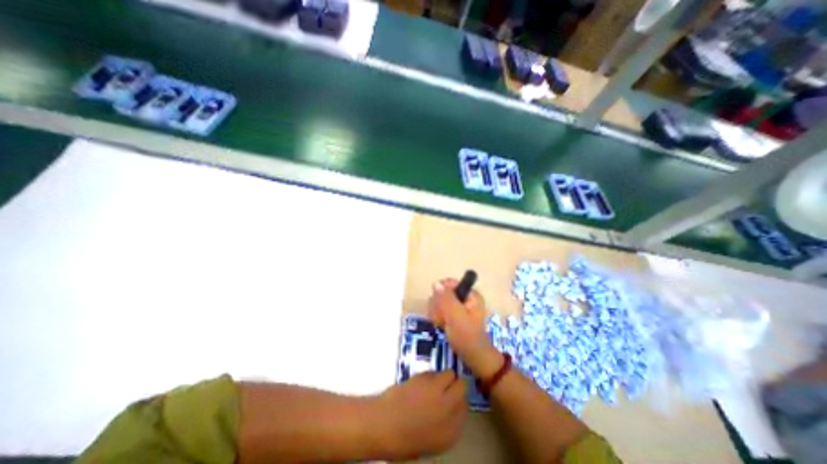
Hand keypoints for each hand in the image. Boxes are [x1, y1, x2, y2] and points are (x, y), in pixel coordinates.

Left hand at [369, 370, 462, 457]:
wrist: (384, 424)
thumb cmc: (405, 438)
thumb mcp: (432, 439)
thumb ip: (447, 423)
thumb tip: (451, 407)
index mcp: (452, 431)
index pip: (465, 407)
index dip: (458, 401)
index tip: (451, 399)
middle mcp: (449, 408)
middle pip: (462, 386)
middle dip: (455, 385)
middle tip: (445, 388)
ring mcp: (438, 391)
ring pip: (450, 373)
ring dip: (443, 377)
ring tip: (432, 384)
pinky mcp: (426, 377)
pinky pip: (434, 371)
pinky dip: (430, 375)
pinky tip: (420, 383)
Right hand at [430, 280, 499, 380]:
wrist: (471, 357)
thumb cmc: (467, 336)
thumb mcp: (456, 316)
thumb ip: (446, 299)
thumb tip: (436, 283)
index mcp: (469, 294)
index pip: (448, 283)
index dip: (441, 294)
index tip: (442, 307)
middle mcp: (463, 297)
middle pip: (441, 292)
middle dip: (439, 307)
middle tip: (444, 319)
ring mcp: (457, 305)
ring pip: (438, 301)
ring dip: (437, 313)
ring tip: (443, 324)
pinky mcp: (451, 313)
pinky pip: (438, 309)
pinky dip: (437, 318)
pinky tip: (441, 326)